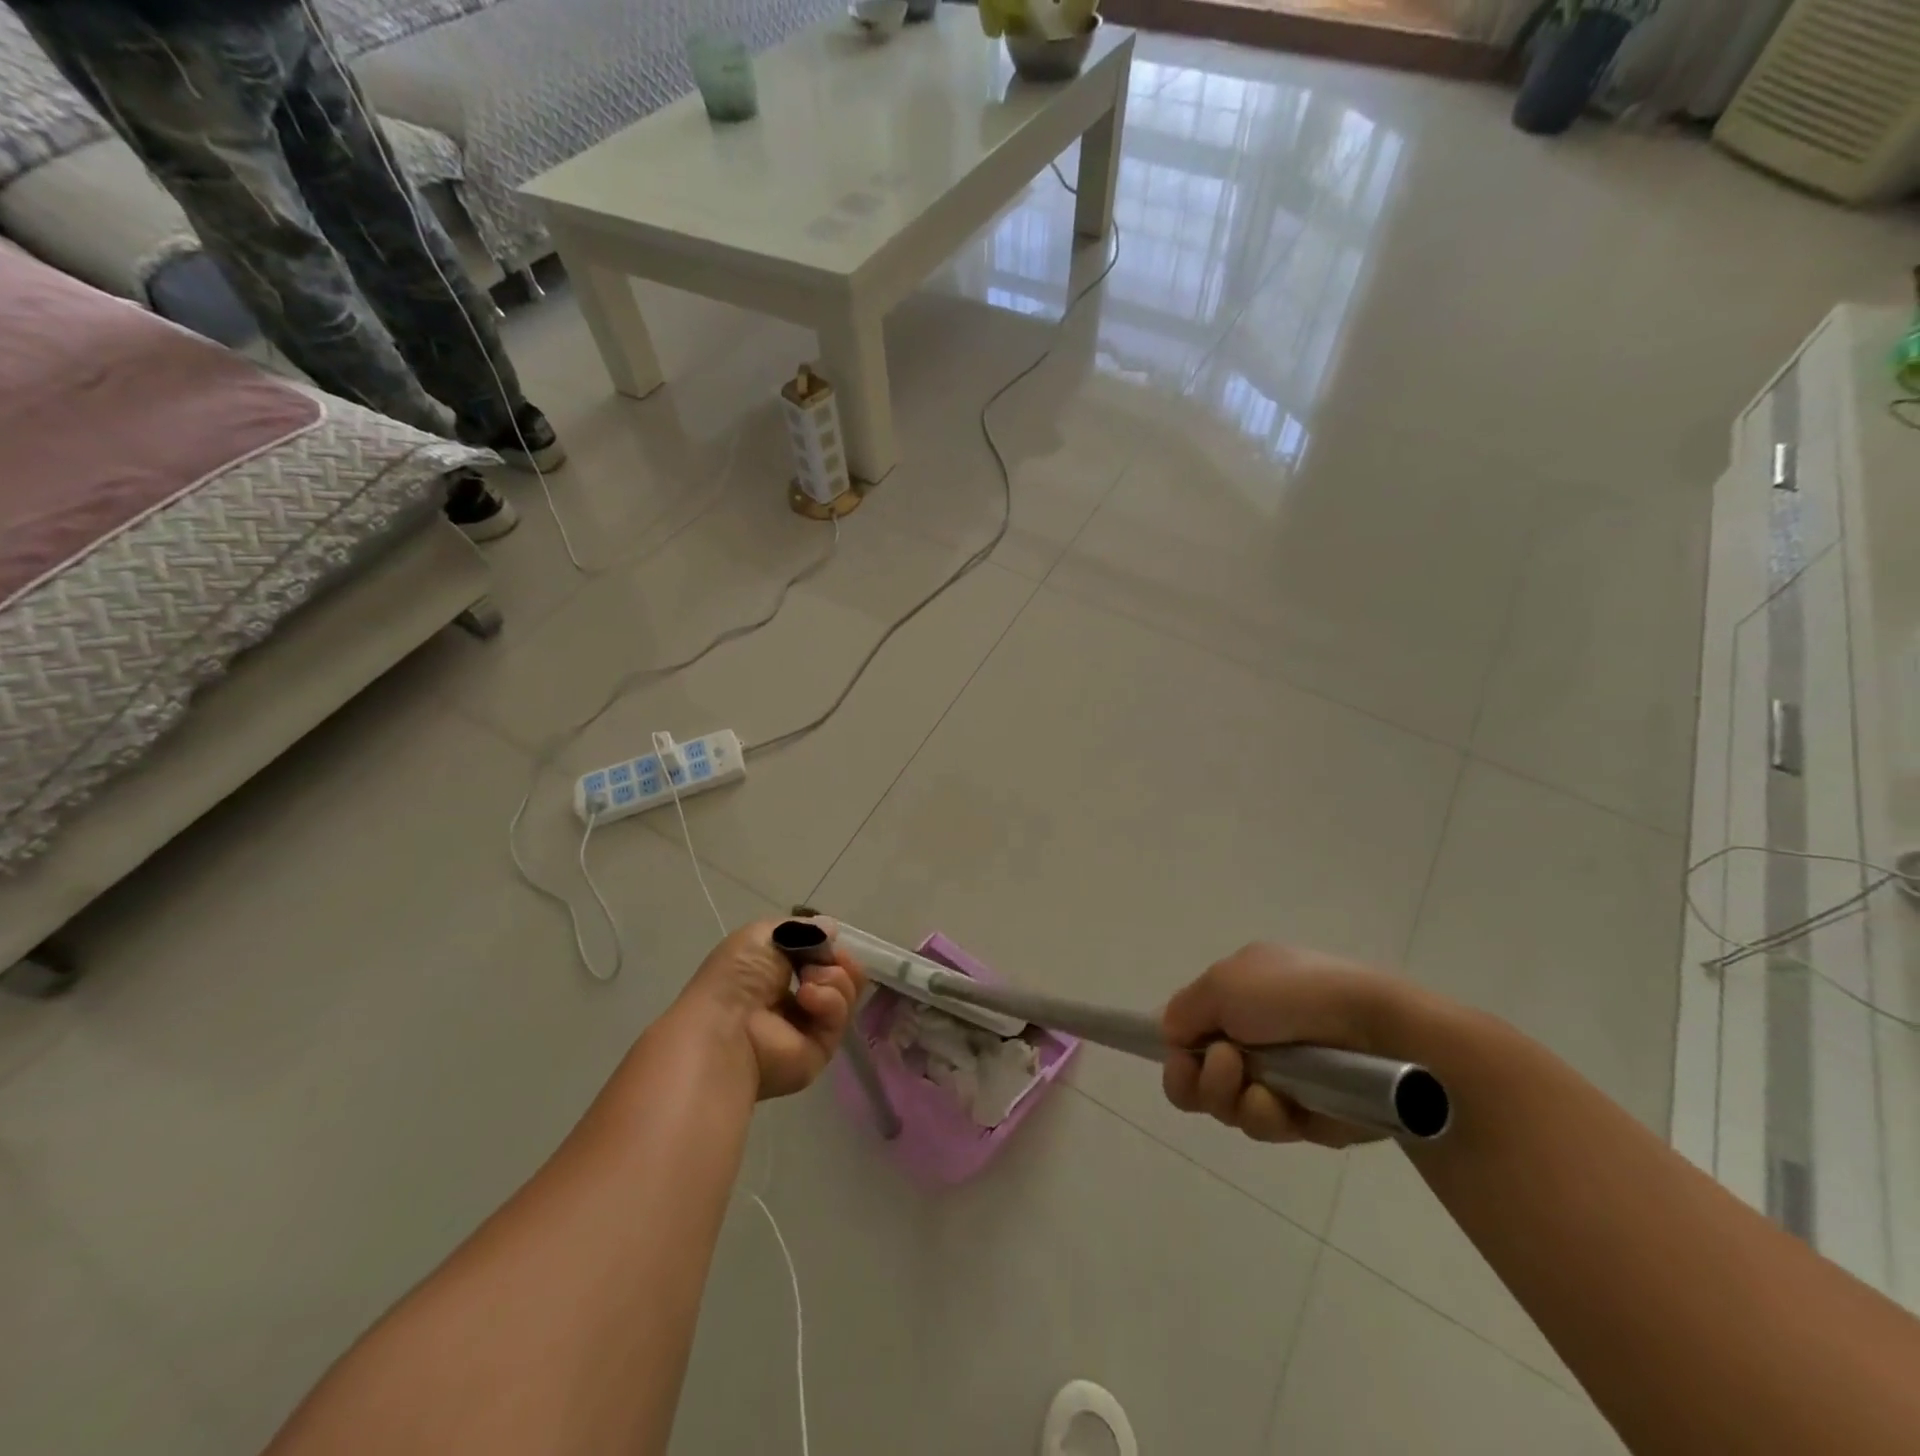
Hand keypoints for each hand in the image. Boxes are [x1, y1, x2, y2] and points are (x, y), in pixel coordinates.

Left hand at [674, 918, 866, 1099]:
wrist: (728, 1027)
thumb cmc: (737, 977)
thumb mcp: (762, 935)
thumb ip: (801, 929)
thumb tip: (831, 929)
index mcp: (775, 974)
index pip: (817, 957)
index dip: (827, 945)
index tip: (828, 938)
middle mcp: (795, 999)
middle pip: (839, 974)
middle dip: (839, 960)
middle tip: (830, 958)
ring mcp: (809, 1025)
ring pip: (845, 993)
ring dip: (833, 977)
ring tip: (808, 981)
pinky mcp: (821, 1048)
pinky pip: (840, 1016)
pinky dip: (829, 1000)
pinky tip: (807, 998)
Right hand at [1160, 943, 1428, 1148]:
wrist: (1379, 1033)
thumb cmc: (1294, 995)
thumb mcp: (1223, 982)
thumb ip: (1183, 1010)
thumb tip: (1171, 1036)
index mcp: (1240, 995)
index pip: (1191, 1028)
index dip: (1176, 1048)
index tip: (1177, 1056)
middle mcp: (1255, 1036)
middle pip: (1199, 1076)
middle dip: (1196, 1078)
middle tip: (1221, 1066)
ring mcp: (1281, 1078)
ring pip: (1226, 1105)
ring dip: (1228, 1096)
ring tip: (1252, 1082)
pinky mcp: (1307, 1117)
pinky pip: (1265, 1126)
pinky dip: (1265, 1115)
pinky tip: (1280, 1104)